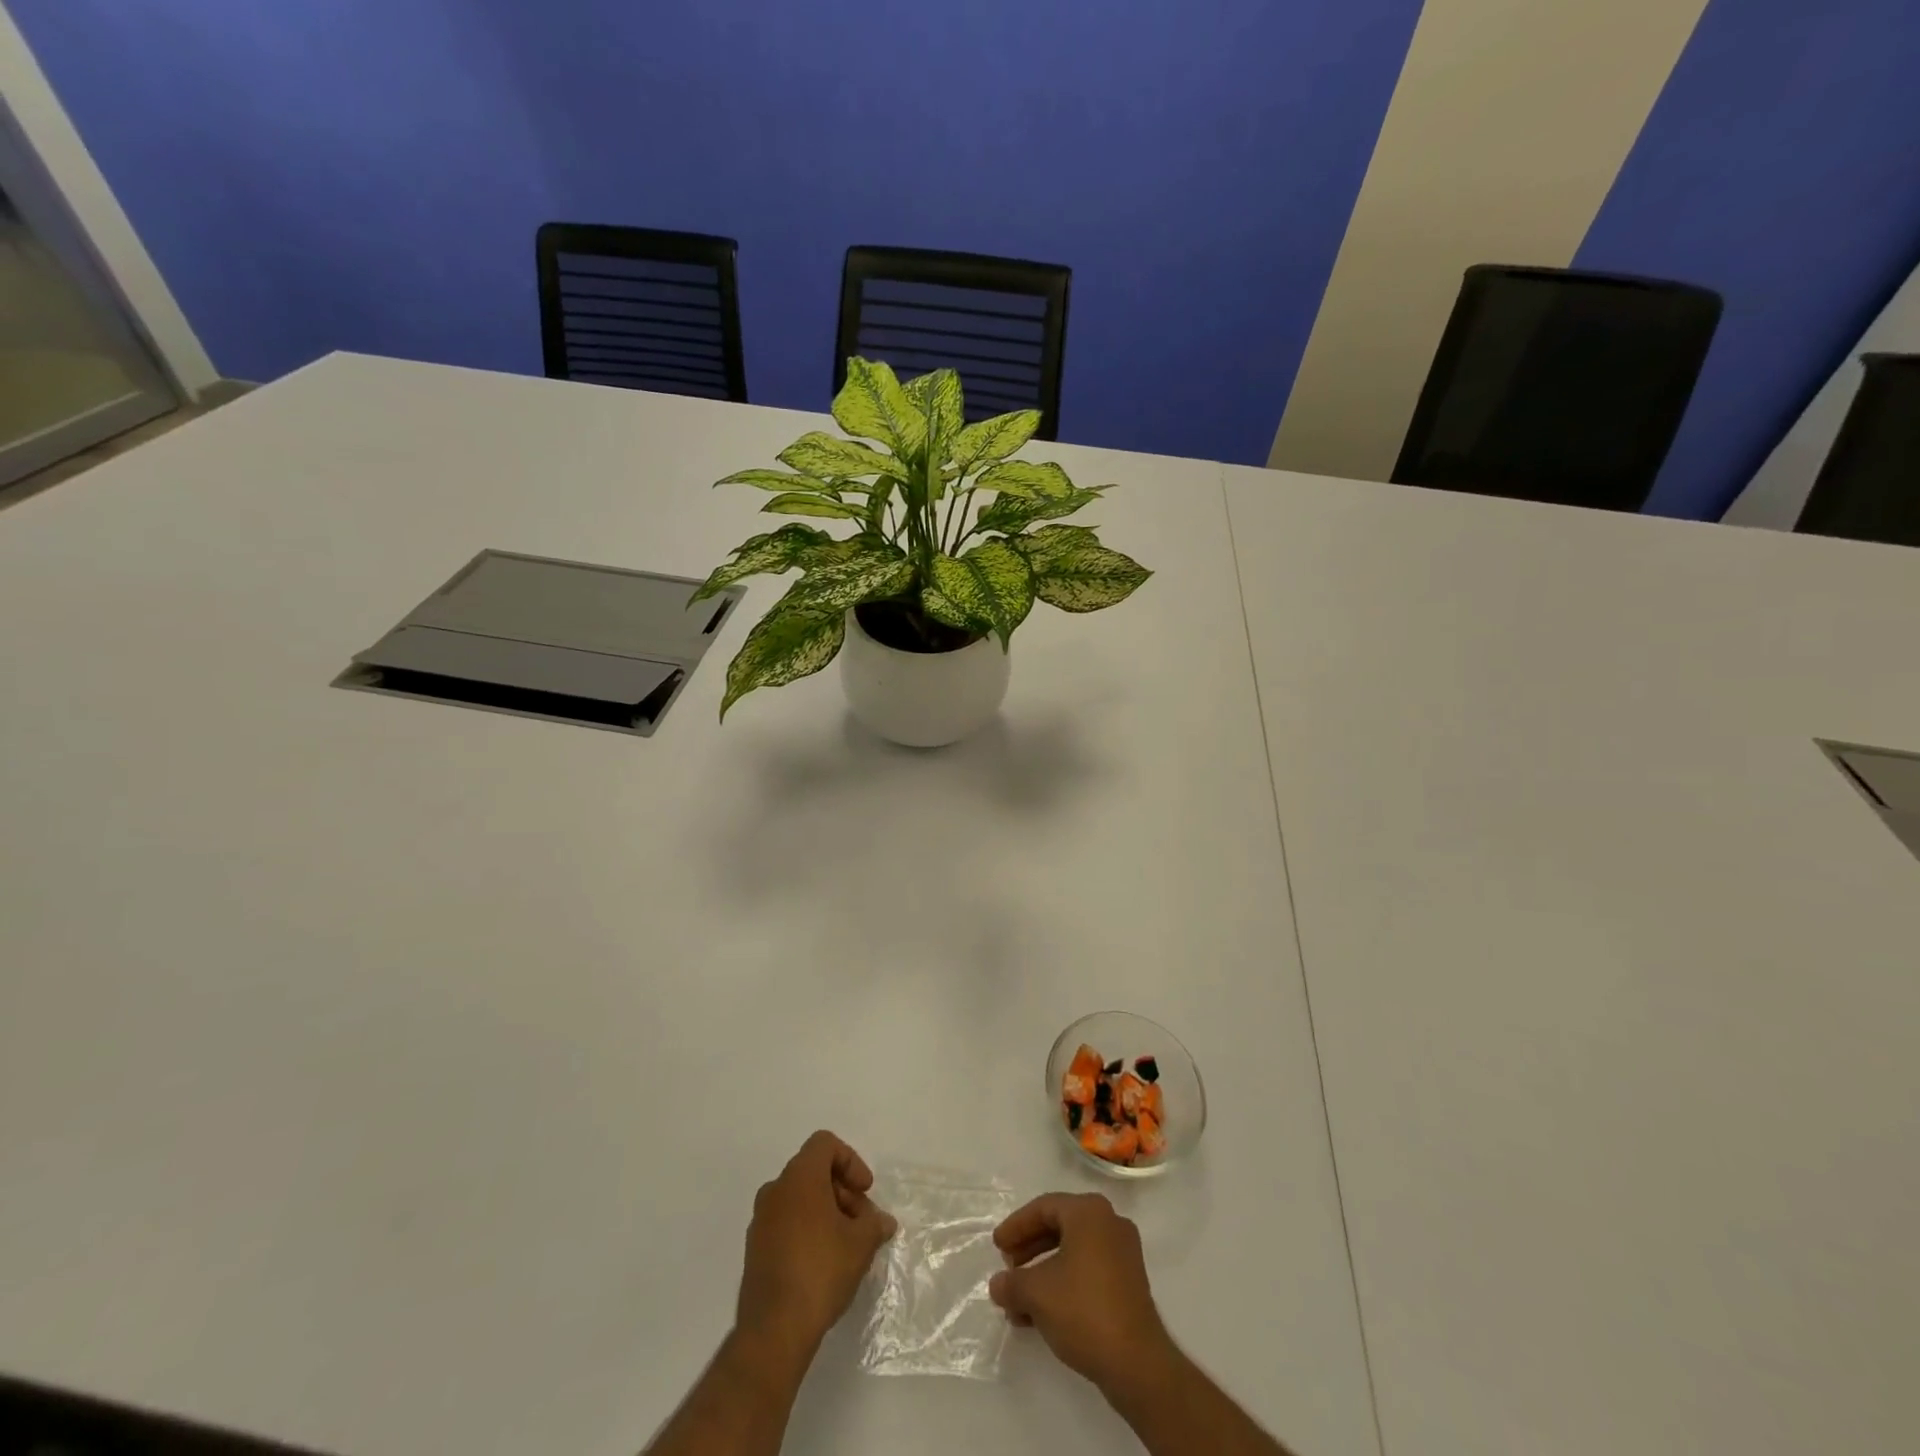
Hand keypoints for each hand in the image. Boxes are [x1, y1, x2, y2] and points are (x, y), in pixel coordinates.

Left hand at [735, 1131, 896, 1367]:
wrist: (773, 1330)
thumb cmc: (821, 1271)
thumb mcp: (861, 1244)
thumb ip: (875, 1224)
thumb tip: (883, 1222)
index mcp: (799, 1177)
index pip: (825, 1144)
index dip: (851, 1161)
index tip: (865, 1191)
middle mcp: (775, 1190)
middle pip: (813, 1172)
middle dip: (842, 1190)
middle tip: (862, 1221)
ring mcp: (761, 1220)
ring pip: (799, 1198)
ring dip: (826, 1211)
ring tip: (847, 1244)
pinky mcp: (755, 1249)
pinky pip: (786, 1222)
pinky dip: (807, 1228)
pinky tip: (824, 1261)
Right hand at [989, 1193, 1176, 1396]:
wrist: (1137, 1363)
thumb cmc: (1083, 1310)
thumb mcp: (1036, 1293)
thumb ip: (1011, 1283)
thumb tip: (998, 1284)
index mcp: (1089, 1212)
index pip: (1043, 1207)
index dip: (1016, 1226)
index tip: (997, 1246)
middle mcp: (1109, 1223)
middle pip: (1059, 1227)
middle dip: (1029, 1250)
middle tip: (1008, 1268)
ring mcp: (1123, 1254)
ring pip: (1072, 1253)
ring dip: (1042, 1274)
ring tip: (1018, 1301)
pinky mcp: (1129, 1284)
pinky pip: (1087, 1272)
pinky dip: (1063, 1286)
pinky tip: (1040, 1315)